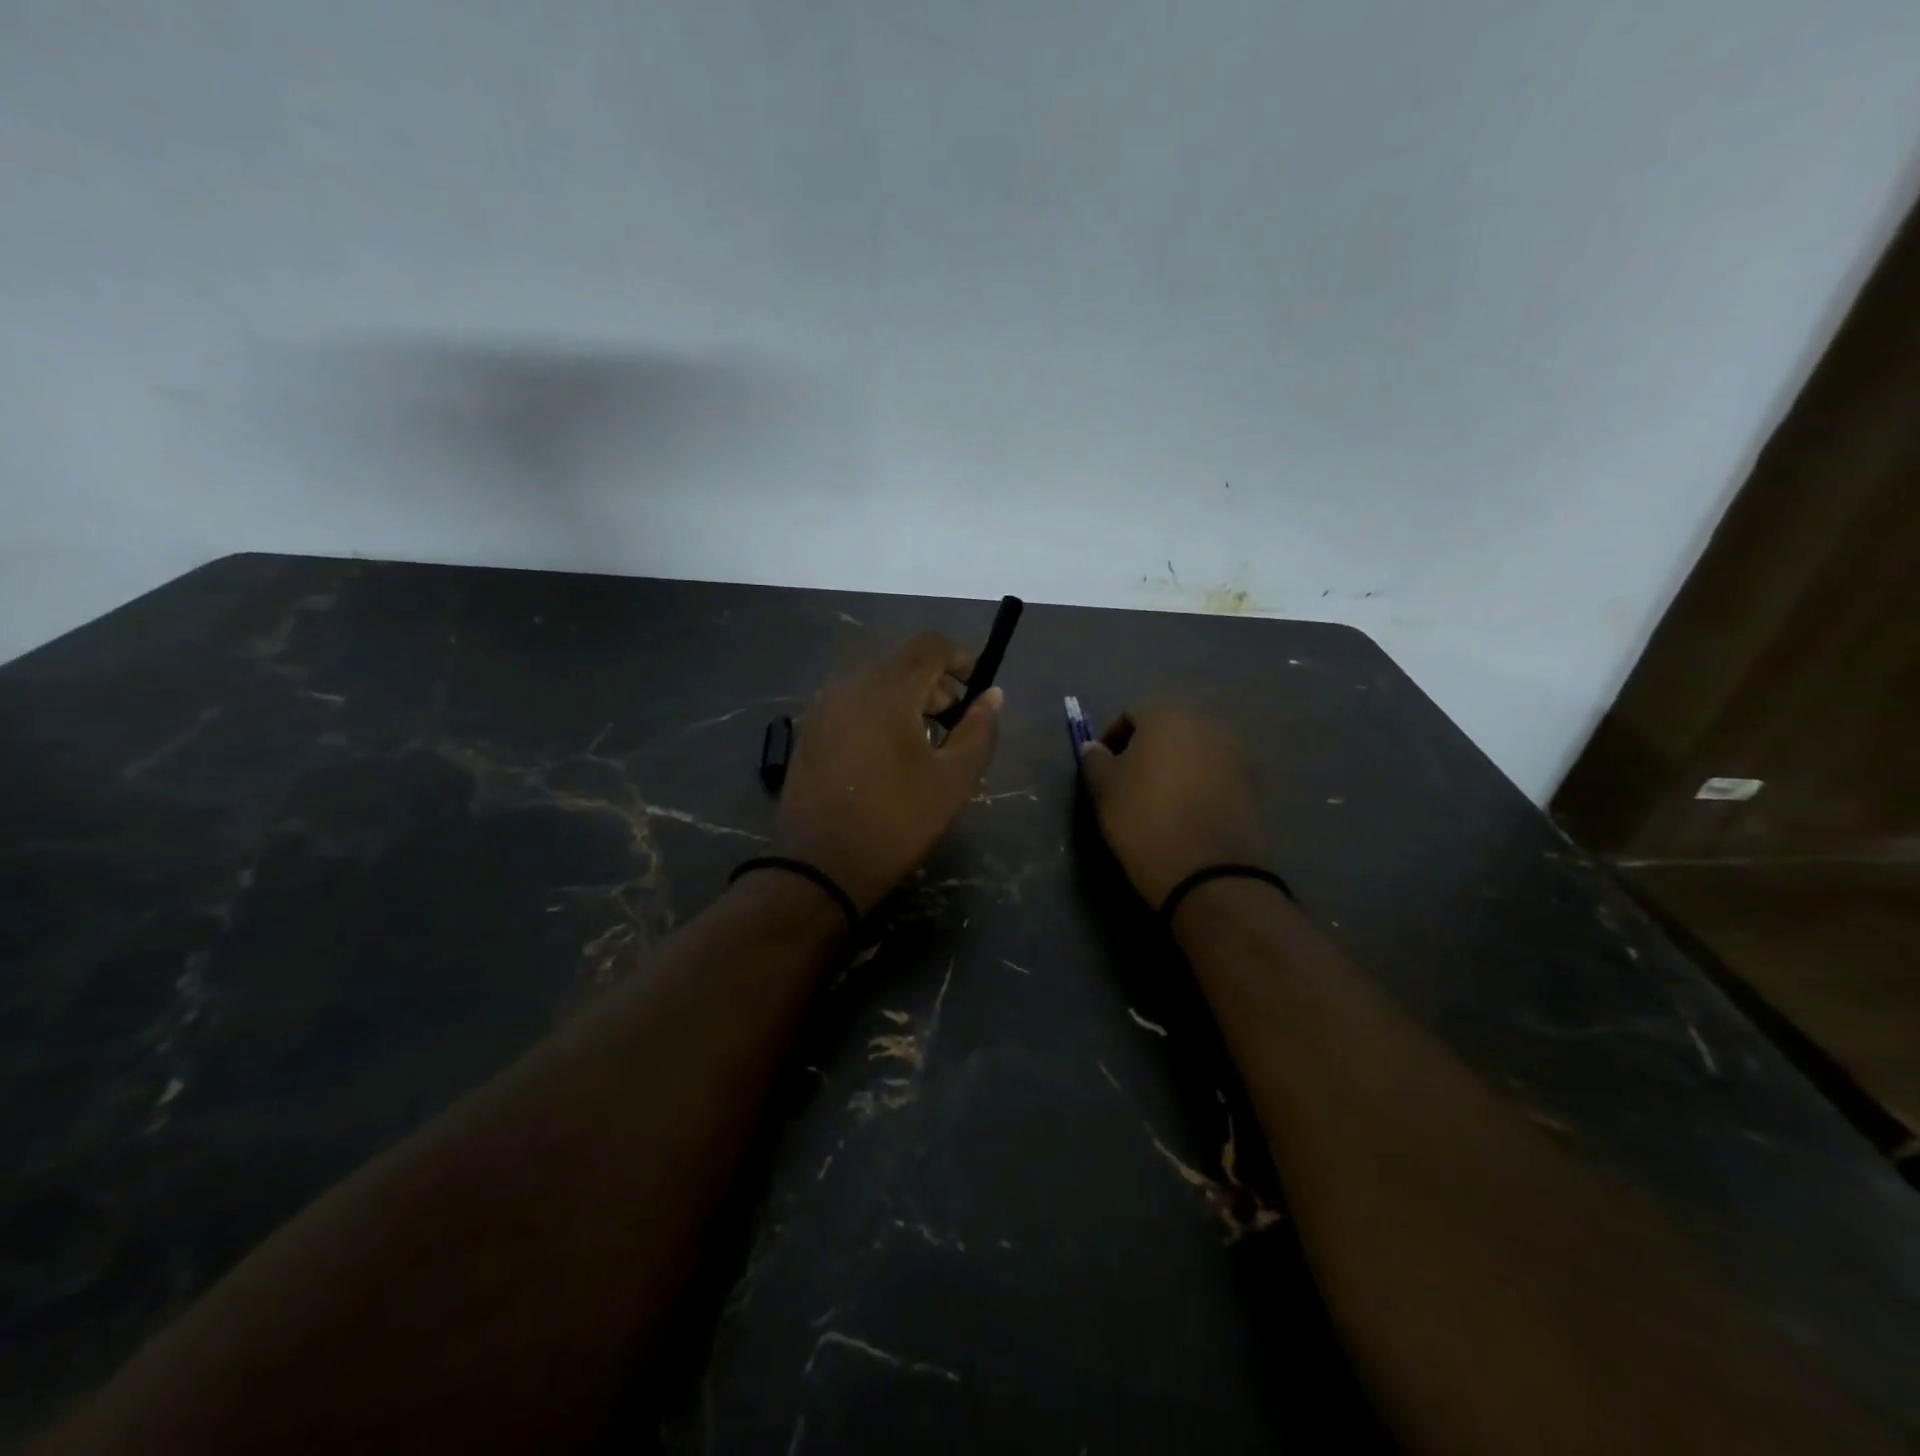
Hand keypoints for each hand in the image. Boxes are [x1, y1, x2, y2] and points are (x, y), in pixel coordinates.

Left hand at [775, 632, 1002, 913]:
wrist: (819, 868)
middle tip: (956, 729)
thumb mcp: (953, 780)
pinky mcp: (809, 733)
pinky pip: (853, 706)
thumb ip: (979, 730)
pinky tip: (888, 759)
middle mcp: (848, 686)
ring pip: (876, 685)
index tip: (978, 690)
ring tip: (925, 748)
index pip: (929, 644)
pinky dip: (879, 716)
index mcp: (886, 689)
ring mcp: (822, 709)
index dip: (961, 658)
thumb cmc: (895, 821)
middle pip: (902, 664)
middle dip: (936, 687)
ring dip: (908, 702)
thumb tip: (993, 695)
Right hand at [1078, 705, 1266, 907]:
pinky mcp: (1251, 783)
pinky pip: (1214, 773)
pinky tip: (1185, 811)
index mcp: (1166, 716)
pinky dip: (1198, 784)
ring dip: (1174, 766)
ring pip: (1193, 750)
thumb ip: (1095, 760)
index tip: (1102, 768)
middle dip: (1146, 749)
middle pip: (1167, 728)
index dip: (1112, 739)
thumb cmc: (1144, 820)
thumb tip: (1093, 747)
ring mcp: (1234, 752)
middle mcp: (1205, 723)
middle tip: (1128, 781)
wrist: (1209, 872)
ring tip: (1158, 798)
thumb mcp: (1104, 790)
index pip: (1130, 715)